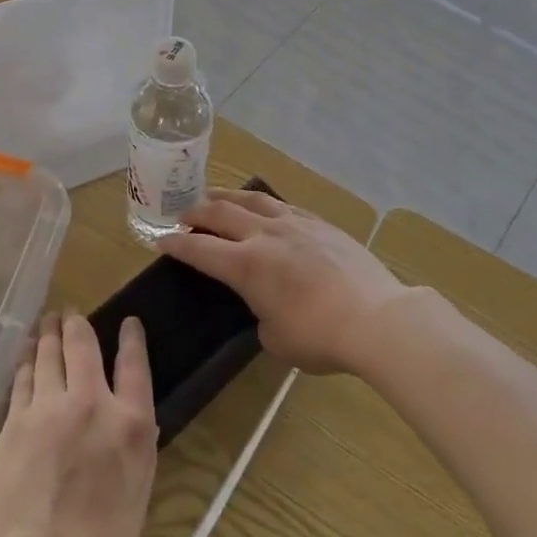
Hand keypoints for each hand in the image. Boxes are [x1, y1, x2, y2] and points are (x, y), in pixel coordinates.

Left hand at [0, 312, 156, 536]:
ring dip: (50, 331)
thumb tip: (135, 415)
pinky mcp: (16, 421)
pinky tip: (28, 350)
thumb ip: (136, 442)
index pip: (133, 363)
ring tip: (49, 320)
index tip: (128, 322)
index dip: (131, 337)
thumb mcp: (139, 489)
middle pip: (84, 345)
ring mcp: (49, 408)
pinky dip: (28, 357)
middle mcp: (92, 403)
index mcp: (131, 423)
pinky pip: (24, 377)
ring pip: (49, 353)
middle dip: (78, 323)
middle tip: (73, 313)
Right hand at [162, 189, 412, 375]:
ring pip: (251, 200)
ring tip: (215, 196)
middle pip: (221, 213)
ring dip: (227, 196)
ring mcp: (294, 224)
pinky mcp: (320, 223)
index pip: (200, 248)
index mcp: (246, 265)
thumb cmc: (320, 336)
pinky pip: (283, 205)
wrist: (376, 317)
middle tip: (184, 215)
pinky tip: (265, 208)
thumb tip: (266, 308)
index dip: (176, 244)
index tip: (161, 240)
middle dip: (197, 212)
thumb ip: (261, 318)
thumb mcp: (276, 339)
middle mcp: (264, 235)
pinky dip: (264, 204)